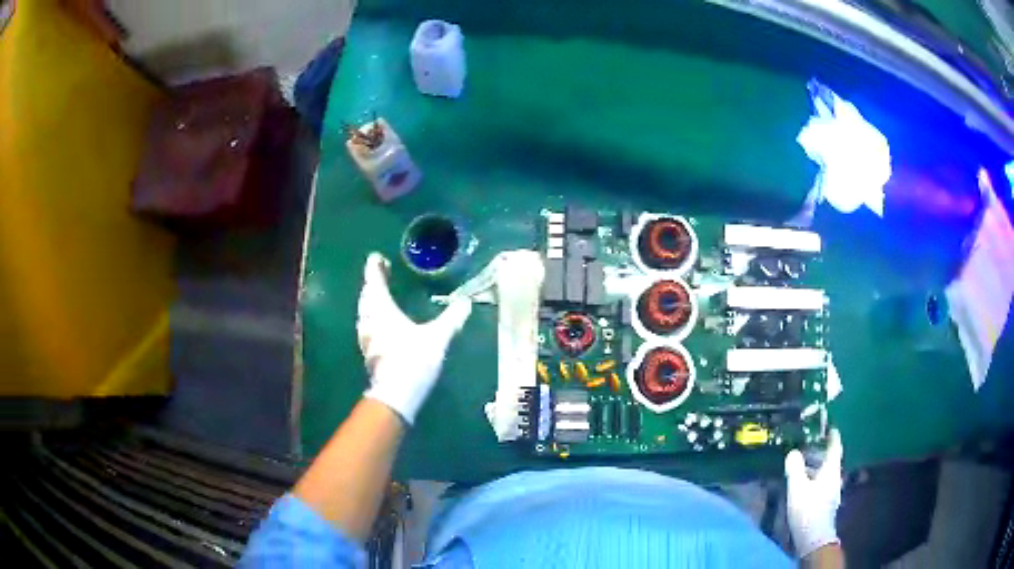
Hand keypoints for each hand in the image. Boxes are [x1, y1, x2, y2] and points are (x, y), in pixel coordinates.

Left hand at [357, 253, 471, 424]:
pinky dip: (373, 318)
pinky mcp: (369, 352)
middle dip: (373, 283)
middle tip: (382, 275)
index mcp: (382, 309)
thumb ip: (452, 319)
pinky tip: (382, 324)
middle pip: (366, 295)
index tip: (378, 258)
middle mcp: (369, 320)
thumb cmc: (413, 360)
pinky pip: (368, 326)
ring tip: (381, 296)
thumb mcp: (437, 337)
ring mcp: (366, 338)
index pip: (374, 281)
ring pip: (365, 312)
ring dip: (370, 301)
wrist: (396, 395)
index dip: (374, 267)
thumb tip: (466, 301)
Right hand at [785, 429, 843, 558]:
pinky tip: (805, 483)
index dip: (832, 435)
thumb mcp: (797, 488)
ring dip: (816, 465)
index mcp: (831, 469)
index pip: (835, 446)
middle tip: (808, 444)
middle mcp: (835, 477)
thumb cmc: (808, 509)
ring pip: (826, 472)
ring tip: (803, 463)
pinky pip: (822, 482)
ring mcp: (832, 490)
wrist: (814, 537)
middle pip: (830, 459)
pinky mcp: (826, 502)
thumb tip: (793, 452)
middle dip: (820, 451)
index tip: (828, 427)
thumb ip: (795, 468)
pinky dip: (815, 477)